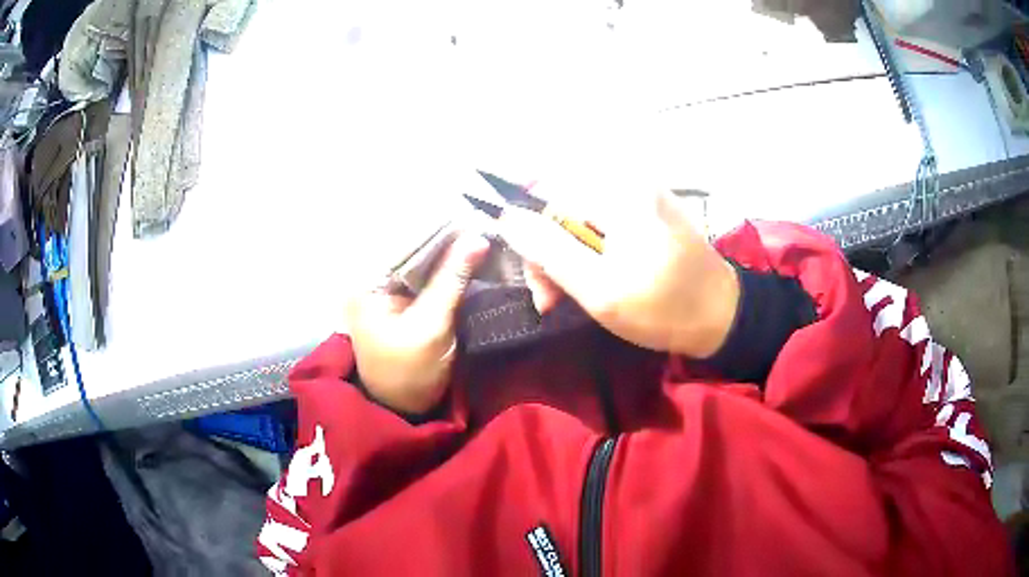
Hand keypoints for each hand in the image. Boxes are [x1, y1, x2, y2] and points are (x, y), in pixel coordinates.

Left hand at [346, 233, 489, 413]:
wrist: (402, 407)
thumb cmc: (409, 373)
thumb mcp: (430, 326)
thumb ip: (451, 280)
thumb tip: (477, 237)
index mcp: (367, 281)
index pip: (403, 238)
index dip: (439, 225)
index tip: (474, 216)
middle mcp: (371, 276)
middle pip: (411, 244)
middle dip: (446, 235)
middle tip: (483, 223)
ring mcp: (385, 286)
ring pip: (420, 256)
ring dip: (449, 249)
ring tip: (480, 234)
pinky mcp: (400, 296)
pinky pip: (424, 272)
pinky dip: (445, 265)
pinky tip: (469, 255)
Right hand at [497, 189, 739, 357]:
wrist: (722, 316)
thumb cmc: (664, 307)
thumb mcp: (599, 288)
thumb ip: (548, 250)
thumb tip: (505, 216)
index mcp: (618, 191)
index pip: (546, 196)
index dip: (531, 238)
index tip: (538, 282)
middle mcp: (627, 180)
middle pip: (562, 206)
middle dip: (550, 252)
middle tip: (551, 299)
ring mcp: (640, 193)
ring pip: (578, 218)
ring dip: (568, 256)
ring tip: (572, 296)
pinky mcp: (647, 209)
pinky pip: (601, 223)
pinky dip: (590, 252)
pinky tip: (597, 279)